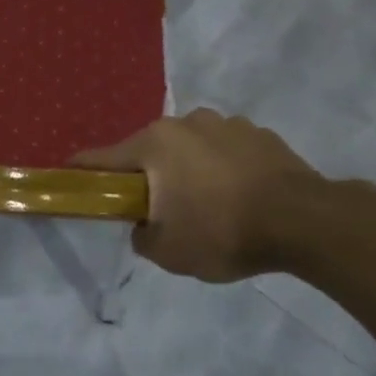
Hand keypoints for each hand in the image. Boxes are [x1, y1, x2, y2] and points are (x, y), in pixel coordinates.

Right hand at [73, 109, 322, 281]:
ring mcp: (225, 123)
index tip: (70, 179)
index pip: (101, 158)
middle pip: (149, 151)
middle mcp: (184, 123)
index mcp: (154, 145)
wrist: (305, 221)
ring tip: (207, 204)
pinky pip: (225, 150)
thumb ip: (141, 235)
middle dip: (147, 176)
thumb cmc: (223, 232)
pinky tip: (238, 195)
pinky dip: (221, 168)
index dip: (81, 172)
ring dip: (187, 169)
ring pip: (189, 148)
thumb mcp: (168, 252)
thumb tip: (144, 223)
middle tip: (157, 209)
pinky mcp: (259, 133)